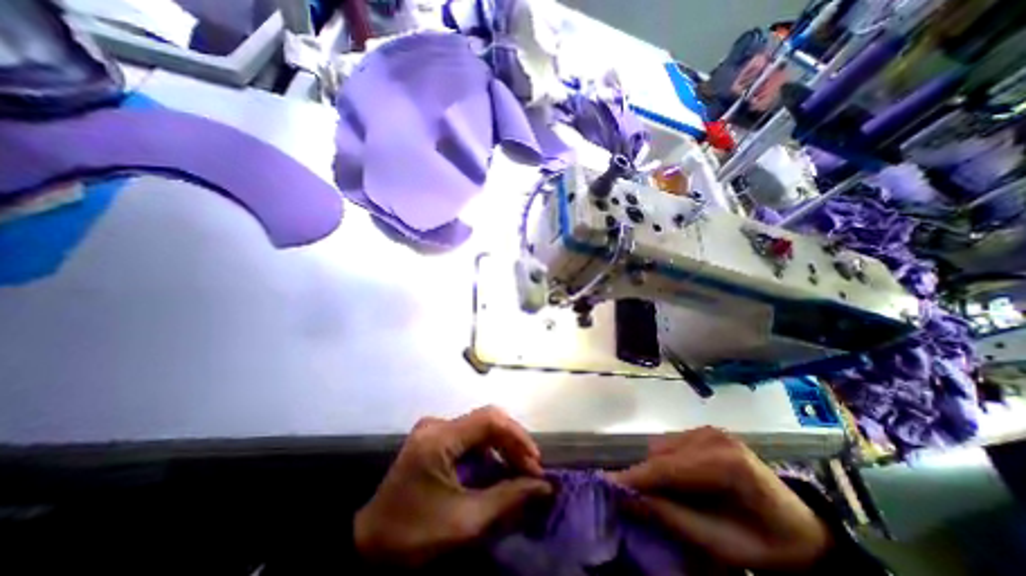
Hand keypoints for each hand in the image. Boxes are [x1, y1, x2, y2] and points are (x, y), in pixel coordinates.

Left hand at [354, 406, 553, 564]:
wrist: (368, 547)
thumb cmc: (414, 535)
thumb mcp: (465, 522)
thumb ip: (508, 498)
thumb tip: (544, 486)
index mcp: (440, 438)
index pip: (489, 420)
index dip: (517, 436)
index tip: (535, 463)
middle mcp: (437, 424)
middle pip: (486, 421)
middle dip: (512, 443)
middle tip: (531, 470)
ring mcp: (434, 429)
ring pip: (480, 428)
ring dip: (502, 446)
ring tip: (519, 470)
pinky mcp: (433, 438)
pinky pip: (469, 436)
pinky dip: (488, 450)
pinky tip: (497, 468)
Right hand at [608, 425, 831, 567]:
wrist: (800, 532)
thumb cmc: (762, 545)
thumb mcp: (718, 544)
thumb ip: (670, 516)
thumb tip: (626, 497)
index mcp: (725, 463)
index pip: (668, 467)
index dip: (636, 477)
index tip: (606, 484)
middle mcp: (714, 437)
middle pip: (661, 452)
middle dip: (646, 475)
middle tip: (638, 500)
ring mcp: (710, 430)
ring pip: (662, 445)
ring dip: (656, 468)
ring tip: (664, 494)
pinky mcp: (706, 431)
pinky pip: (671, 443)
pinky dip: (666, 461)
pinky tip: (679, 480)